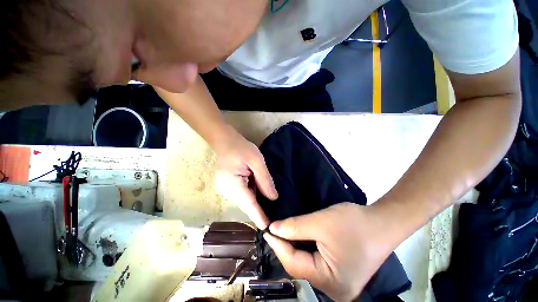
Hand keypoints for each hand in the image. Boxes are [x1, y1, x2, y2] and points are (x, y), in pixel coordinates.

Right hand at [213, 126, 277, 228]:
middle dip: (258, 211)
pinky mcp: (228, 185)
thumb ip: (264, 179)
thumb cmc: (241, 148)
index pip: (248, 204)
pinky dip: (251, 196)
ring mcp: (226, 188)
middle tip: (273, 218)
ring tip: (269, 209)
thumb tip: (273, 197)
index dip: (259, 216)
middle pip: (246, 204)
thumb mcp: (256, 160)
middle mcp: (227, 190)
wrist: (225, 140)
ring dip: (255, 203)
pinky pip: (242, 194)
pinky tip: (260, 196)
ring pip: (244, 200)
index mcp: (232, 184)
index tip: (268, 229)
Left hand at [263, 202, 395, 301]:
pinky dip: (305, 249)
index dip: (278, 245)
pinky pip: (316, 263)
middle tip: (274, 231)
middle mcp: (335, 290)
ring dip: (295, 248)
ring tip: (283, 234)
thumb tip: (273, 229)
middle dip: (285, 248)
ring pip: (307, 265)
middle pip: (300, 267)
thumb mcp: (321, 222)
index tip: (267, 230)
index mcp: (331, 282)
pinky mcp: (341, 273)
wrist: (381, 221)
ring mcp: (339, 283)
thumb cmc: (353, 223)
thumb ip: (295, 227)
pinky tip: (299, 239)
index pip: (294, 264)